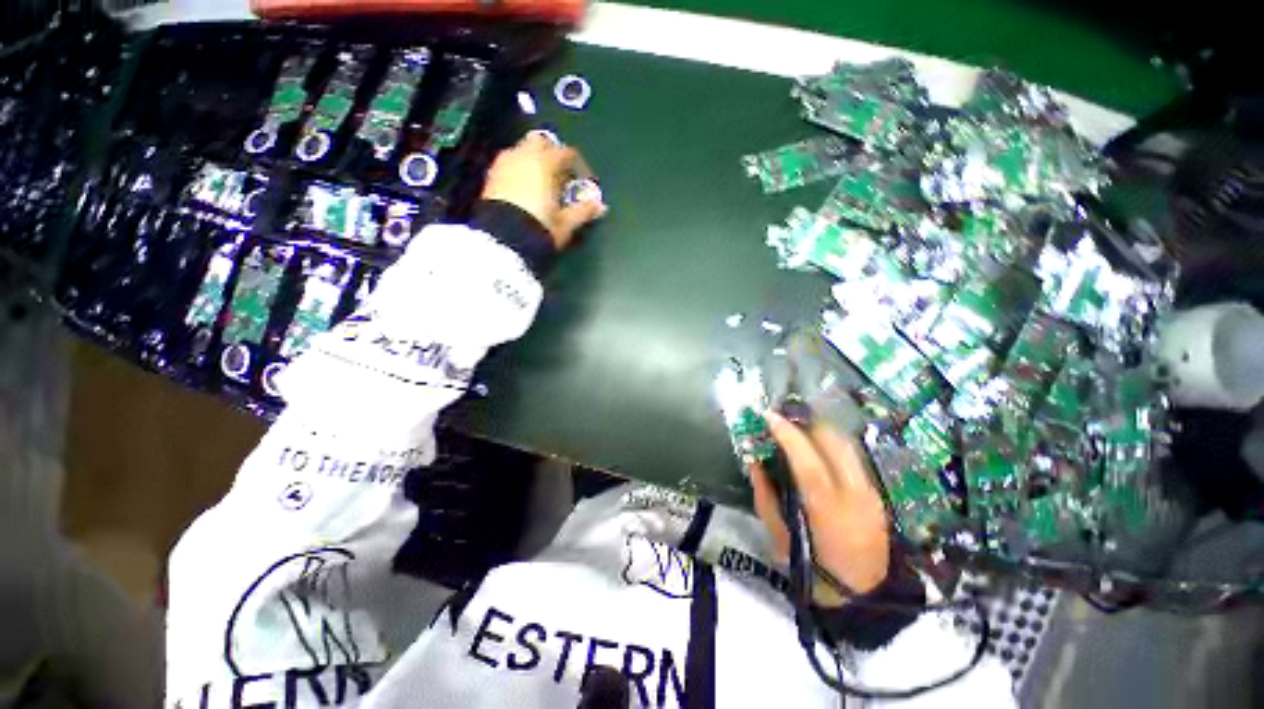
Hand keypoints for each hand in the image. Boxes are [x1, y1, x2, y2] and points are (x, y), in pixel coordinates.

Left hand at [480, 131, 606, 249]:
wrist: (503, 240)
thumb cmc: (540, 227)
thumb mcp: (566, 223)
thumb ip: (584, 211)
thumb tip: (600, 206)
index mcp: (545, 163)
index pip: (567, 153)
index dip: (579, 166)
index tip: (584, 182)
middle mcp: (524, 155)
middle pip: (542, 143)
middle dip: (553, 155)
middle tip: (561, 178)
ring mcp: (504, 163)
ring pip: (523, 151)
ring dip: (534, 162)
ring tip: (543, 185)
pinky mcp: (490, 176)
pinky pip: (510, 164)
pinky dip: (520, 170)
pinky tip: (525, 191)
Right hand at [750, 411, 891, 602]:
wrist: (862, 595)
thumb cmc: (812, 568)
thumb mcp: (778, 535)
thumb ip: (764, 494)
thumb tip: (753, 459)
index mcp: (827, 511)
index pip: (808, 462)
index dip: (787, 434)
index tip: (768, 416)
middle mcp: (855, 495)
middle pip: (834, 443)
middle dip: (805, 423)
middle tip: (782, 418)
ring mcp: (870, 492)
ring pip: (846, 444)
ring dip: (819, 429)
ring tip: (797, 427)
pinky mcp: (876, 492)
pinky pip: (852, 455)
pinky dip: (832, 443)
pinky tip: (816, 447)